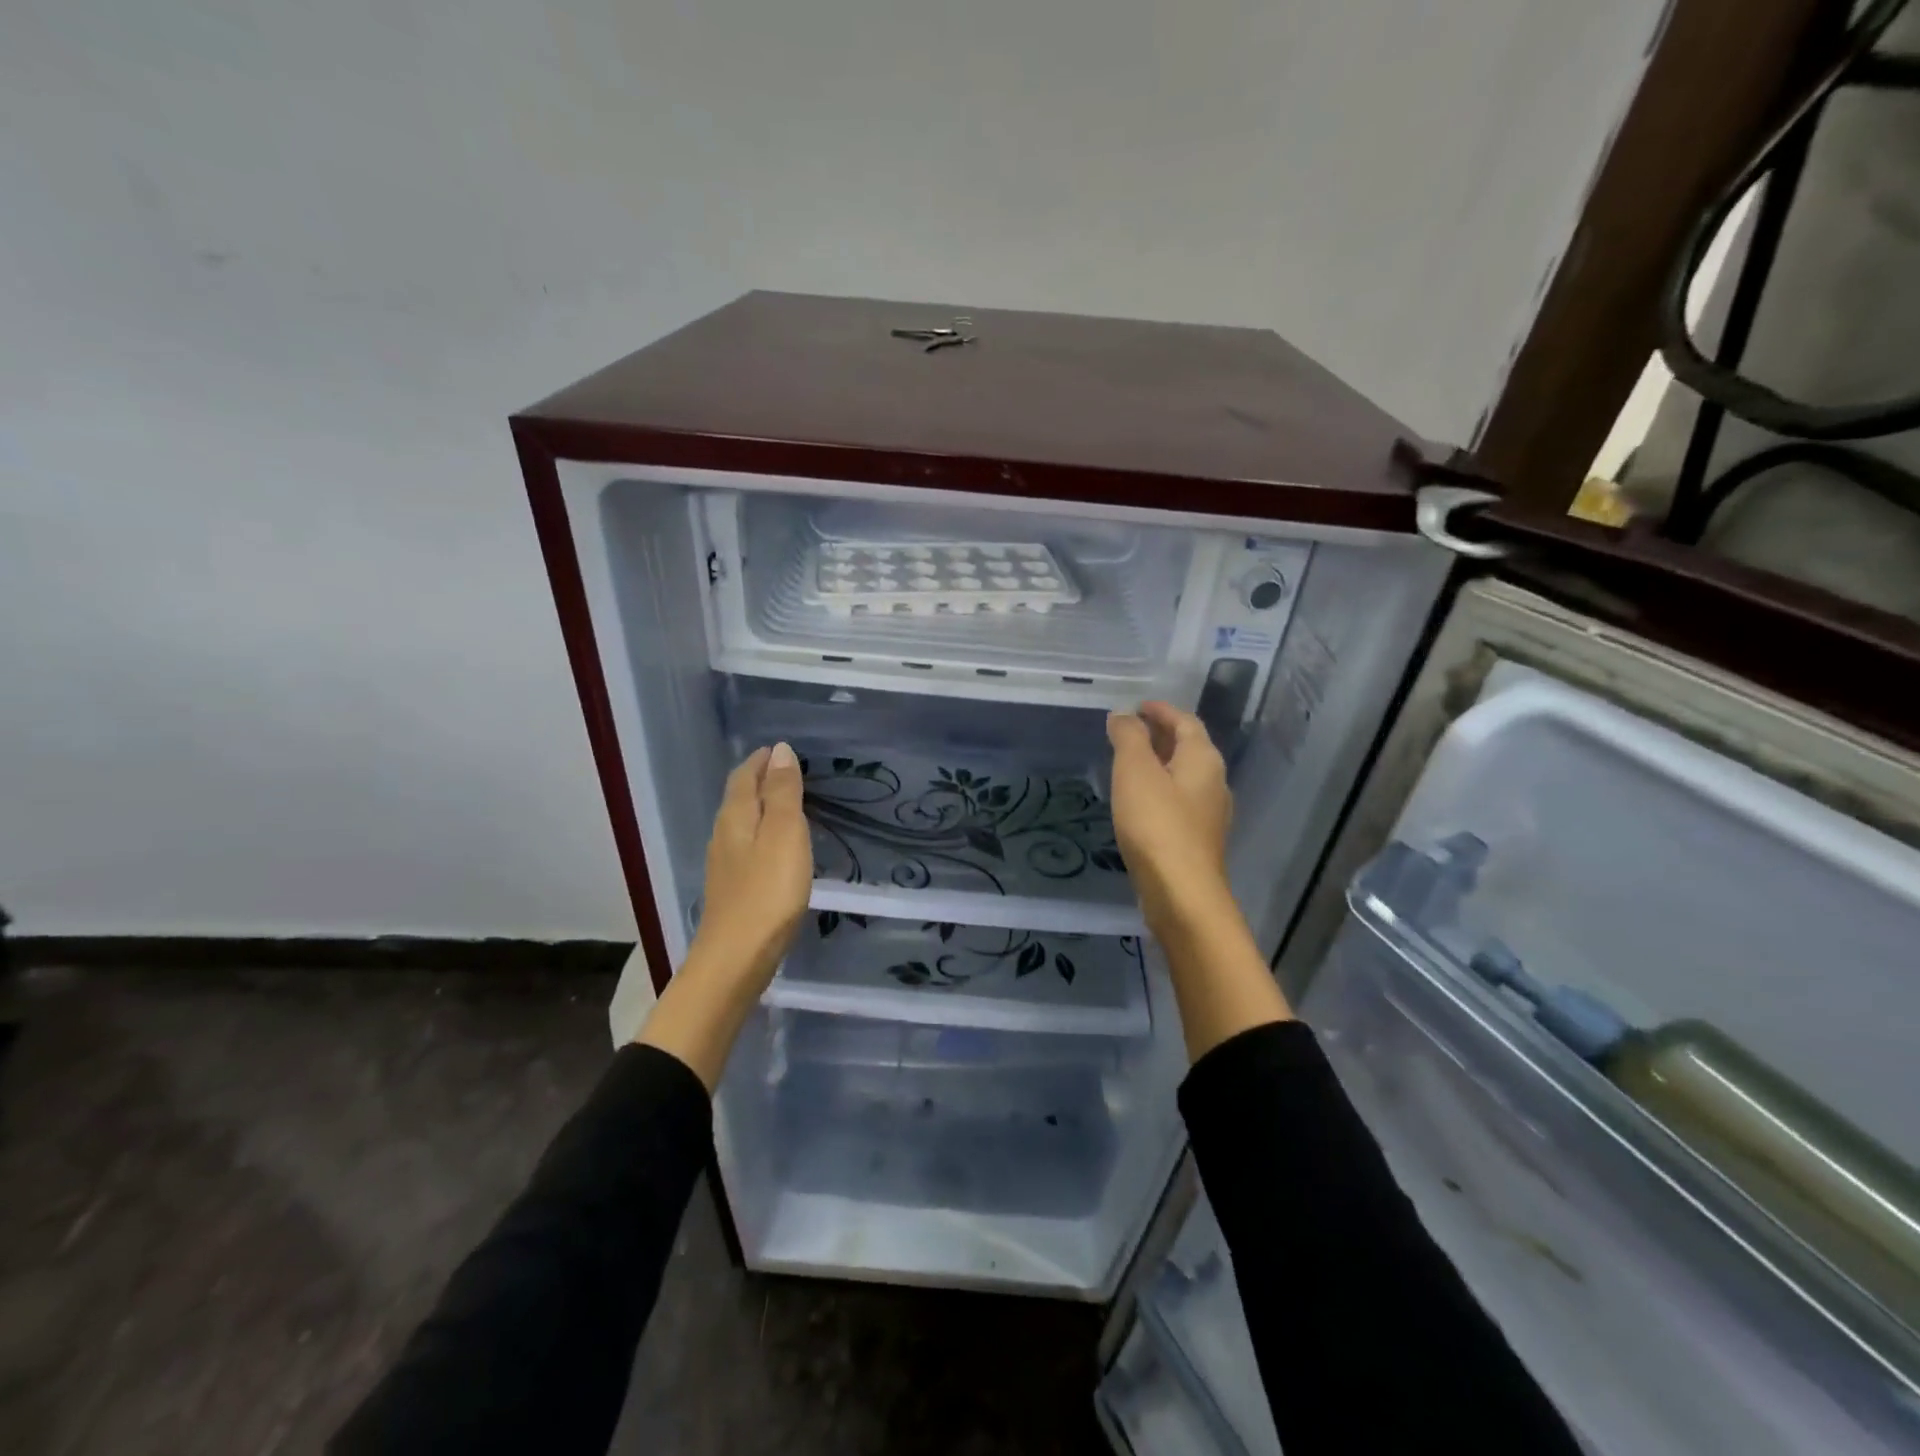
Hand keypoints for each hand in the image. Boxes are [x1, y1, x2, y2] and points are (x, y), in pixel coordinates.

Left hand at [688, 742, 813, 987]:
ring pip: (740, 823)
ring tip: (785, 803)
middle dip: (759, 780)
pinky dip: (760, 834)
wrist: (736, 958)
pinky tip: (774, 848)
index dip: (761, 761)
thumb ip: (783, 792)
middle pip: (738, 797)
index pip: (744, 776)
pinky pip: (745, 847)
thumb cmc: (768, 891)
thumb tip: (779, 750)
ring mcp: (724, 865)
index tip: (780, 750)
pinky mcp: (731, 890)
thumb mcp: (785, 834)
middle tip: (786, 771)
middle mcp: (723, 835)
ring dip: (760, 807)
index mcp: (736, 817)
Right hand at [1107, 703, 1233, 936]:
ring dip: (1159, 763)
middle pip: (1189, 747)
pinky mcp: (1197, 840)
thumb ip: (1129, 737)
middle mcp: (1214, 782)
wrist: (1181, 893)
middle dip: (1160, 734)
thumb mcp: (1135, 772)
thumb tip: (1123, 714)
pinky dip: (1159, 789)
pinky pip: (1179, 801)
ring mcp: (1209, 814)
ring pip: (1184, 776)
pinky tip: (1139, 801)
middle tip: (1129, 730)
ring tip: (1129, 763)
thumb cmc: (1157, 824)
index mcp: (1203, 759)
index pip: (1186, 721)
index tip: (1138, 706)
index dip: (1161, 710)